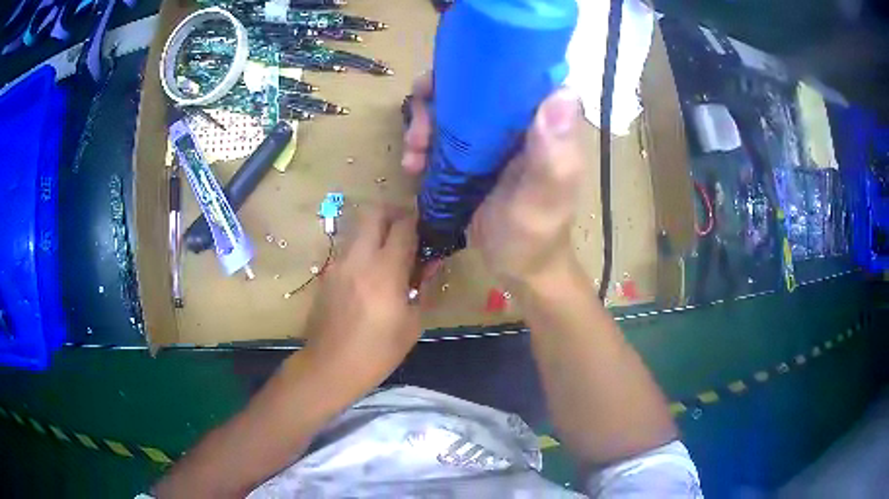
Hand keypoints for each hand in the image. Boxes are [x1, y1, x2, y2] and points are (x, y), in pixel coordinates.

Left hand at [301, 207, 420, 392]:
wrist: (330, 366)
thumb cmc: (378, 351)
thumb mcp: (412, 323)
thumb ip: (422, 287)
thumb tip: (429, 263)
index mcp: (385, 271)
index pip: (403, 226)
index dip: (418, 220)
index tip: (428, 226)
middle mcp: (359, 258)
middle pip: (374, 213)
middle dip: (394, 214)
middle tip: (408, 231)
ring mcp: (339, 263)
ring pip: (359, 228)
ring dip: (377, 231)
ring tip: (391, 253)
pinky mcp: (327, 273)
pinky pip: (349, 249)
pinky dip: (364, 249)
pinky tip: (371, 274)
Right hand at [402, 74, 586, 287]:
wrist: (518, 268)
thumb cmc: (535, 236)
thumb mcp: (544, 198)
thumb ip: (554, 153)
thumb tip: (562, 93)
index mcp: (545, 120)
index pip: (512, 72)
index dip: (474, 67)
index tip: (440, 84)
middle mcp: (520, 119)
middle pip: (472, 85)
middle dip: (436, 100)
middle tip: (419, 133)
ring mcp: (495, 135)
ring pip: (452, 107)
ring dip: (424, 123)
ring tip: (413, 155)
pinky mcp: (475, 152)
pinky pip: (443, 132)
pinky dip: (423, 142)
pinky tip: (413, 165)